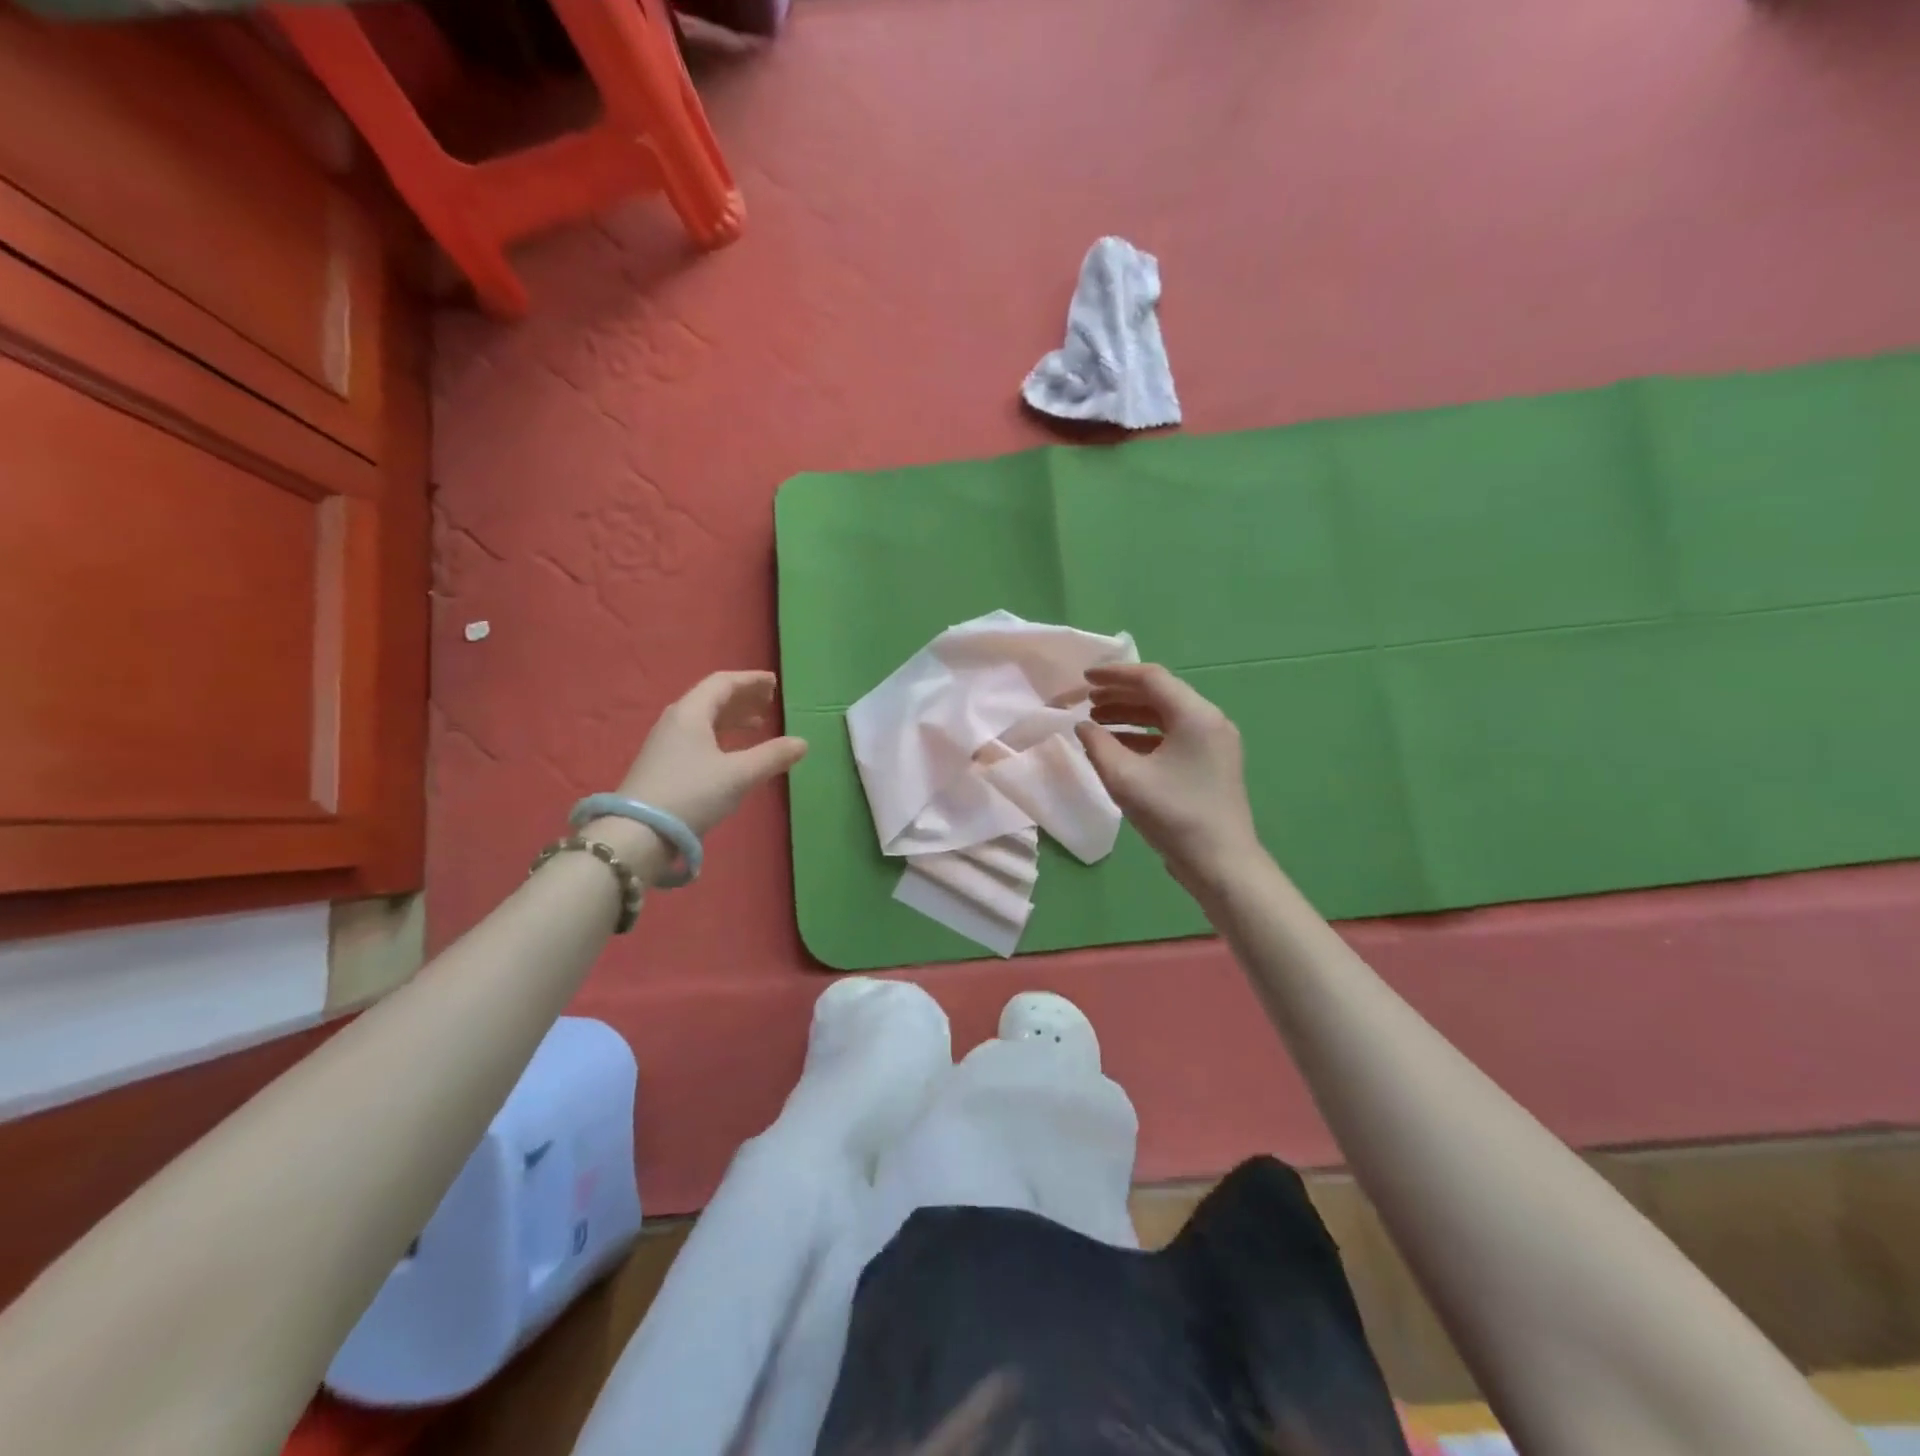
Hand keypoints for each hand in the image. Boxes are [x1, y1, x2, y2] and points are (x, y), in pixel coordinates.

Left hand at [618, 671, 807, 837]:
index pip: (723, 683)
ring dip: (733, 718)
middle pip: (712, 698)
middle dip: (743, 698)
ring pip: (704, 719)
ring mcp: (666, 743)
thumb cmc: (692, 794)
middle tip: (769, 702)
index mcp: (691, 713)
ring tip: (758, 725)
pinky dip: (721, 736)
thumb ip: (772, 756)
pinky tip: (732, 752)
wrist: (639, 833)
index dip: (750, 680)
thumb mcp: (739, 775)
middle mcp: (676, 721)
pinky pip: (697, 737)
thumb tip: (802, 743)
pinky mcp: (663, 765)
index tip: (774, 683)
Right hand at [1075, 663, 1263, 897]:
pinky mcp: (1211, 764)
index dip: (1114, 675)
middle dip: (1120, 695)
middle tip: (1086, 701)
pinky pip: (1173, 736)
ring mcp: (1214, 743)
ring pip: (1166, 716)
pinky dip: (1144, 736)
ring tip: (1096, 722)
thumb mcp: (1125, 778)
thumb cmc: (1173, 815)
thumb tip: (1083, 726)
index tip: (1085, 677)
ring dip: (1130, 715)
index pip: (1151, 678)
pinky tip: (1118, 747)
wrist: (1220, 863)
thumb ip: (1098, 745)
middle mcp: (1210, 721)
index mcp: (1195, 715)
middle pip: (1160, 694)